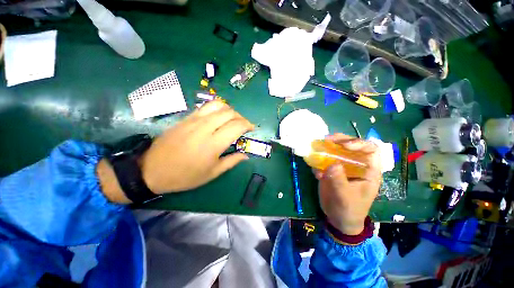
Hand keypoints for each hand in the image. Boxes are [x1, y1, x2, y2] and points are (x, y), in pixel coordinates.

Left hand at [139, 100, 253, 193]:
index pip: (237, 126)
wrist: (152, 170)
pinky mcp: (185, 118)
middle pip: (229, 113)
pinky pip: (205, 107)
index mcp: (213, 144)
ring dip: (229, 110)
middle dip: (241, 117)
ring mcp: (194, 121)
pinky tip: (218, 117)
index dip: (248, 125)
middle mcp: (205, 128)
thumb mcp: (212, 173)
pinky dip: (217, 109)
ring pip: (217, 105)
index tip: (251, 128)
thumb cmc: (185, 176)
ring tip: (232, 118)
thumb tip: (246, 155)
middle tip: (243, 125)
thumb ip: (231, 161)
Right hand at [313, 134, 381, 234]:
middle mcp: (356, 165)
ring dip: (327, 147)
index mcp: (368, 171)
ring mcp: (343, 167)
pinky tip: (315, 170)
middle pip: (351, 146)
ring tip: (317, 146)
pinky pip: (325, 160)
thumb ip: (339, 181)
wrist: (338, 219)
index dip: (359, 143)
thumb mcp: (345, 197)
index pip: (371, 150)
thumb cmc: (349, 210)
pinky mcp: (331, 170)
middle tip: (327, 139)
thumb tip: (332, 164)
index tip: (344, 145)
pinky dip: (319, 161)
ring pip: (337, 151)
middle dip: (340, 140)